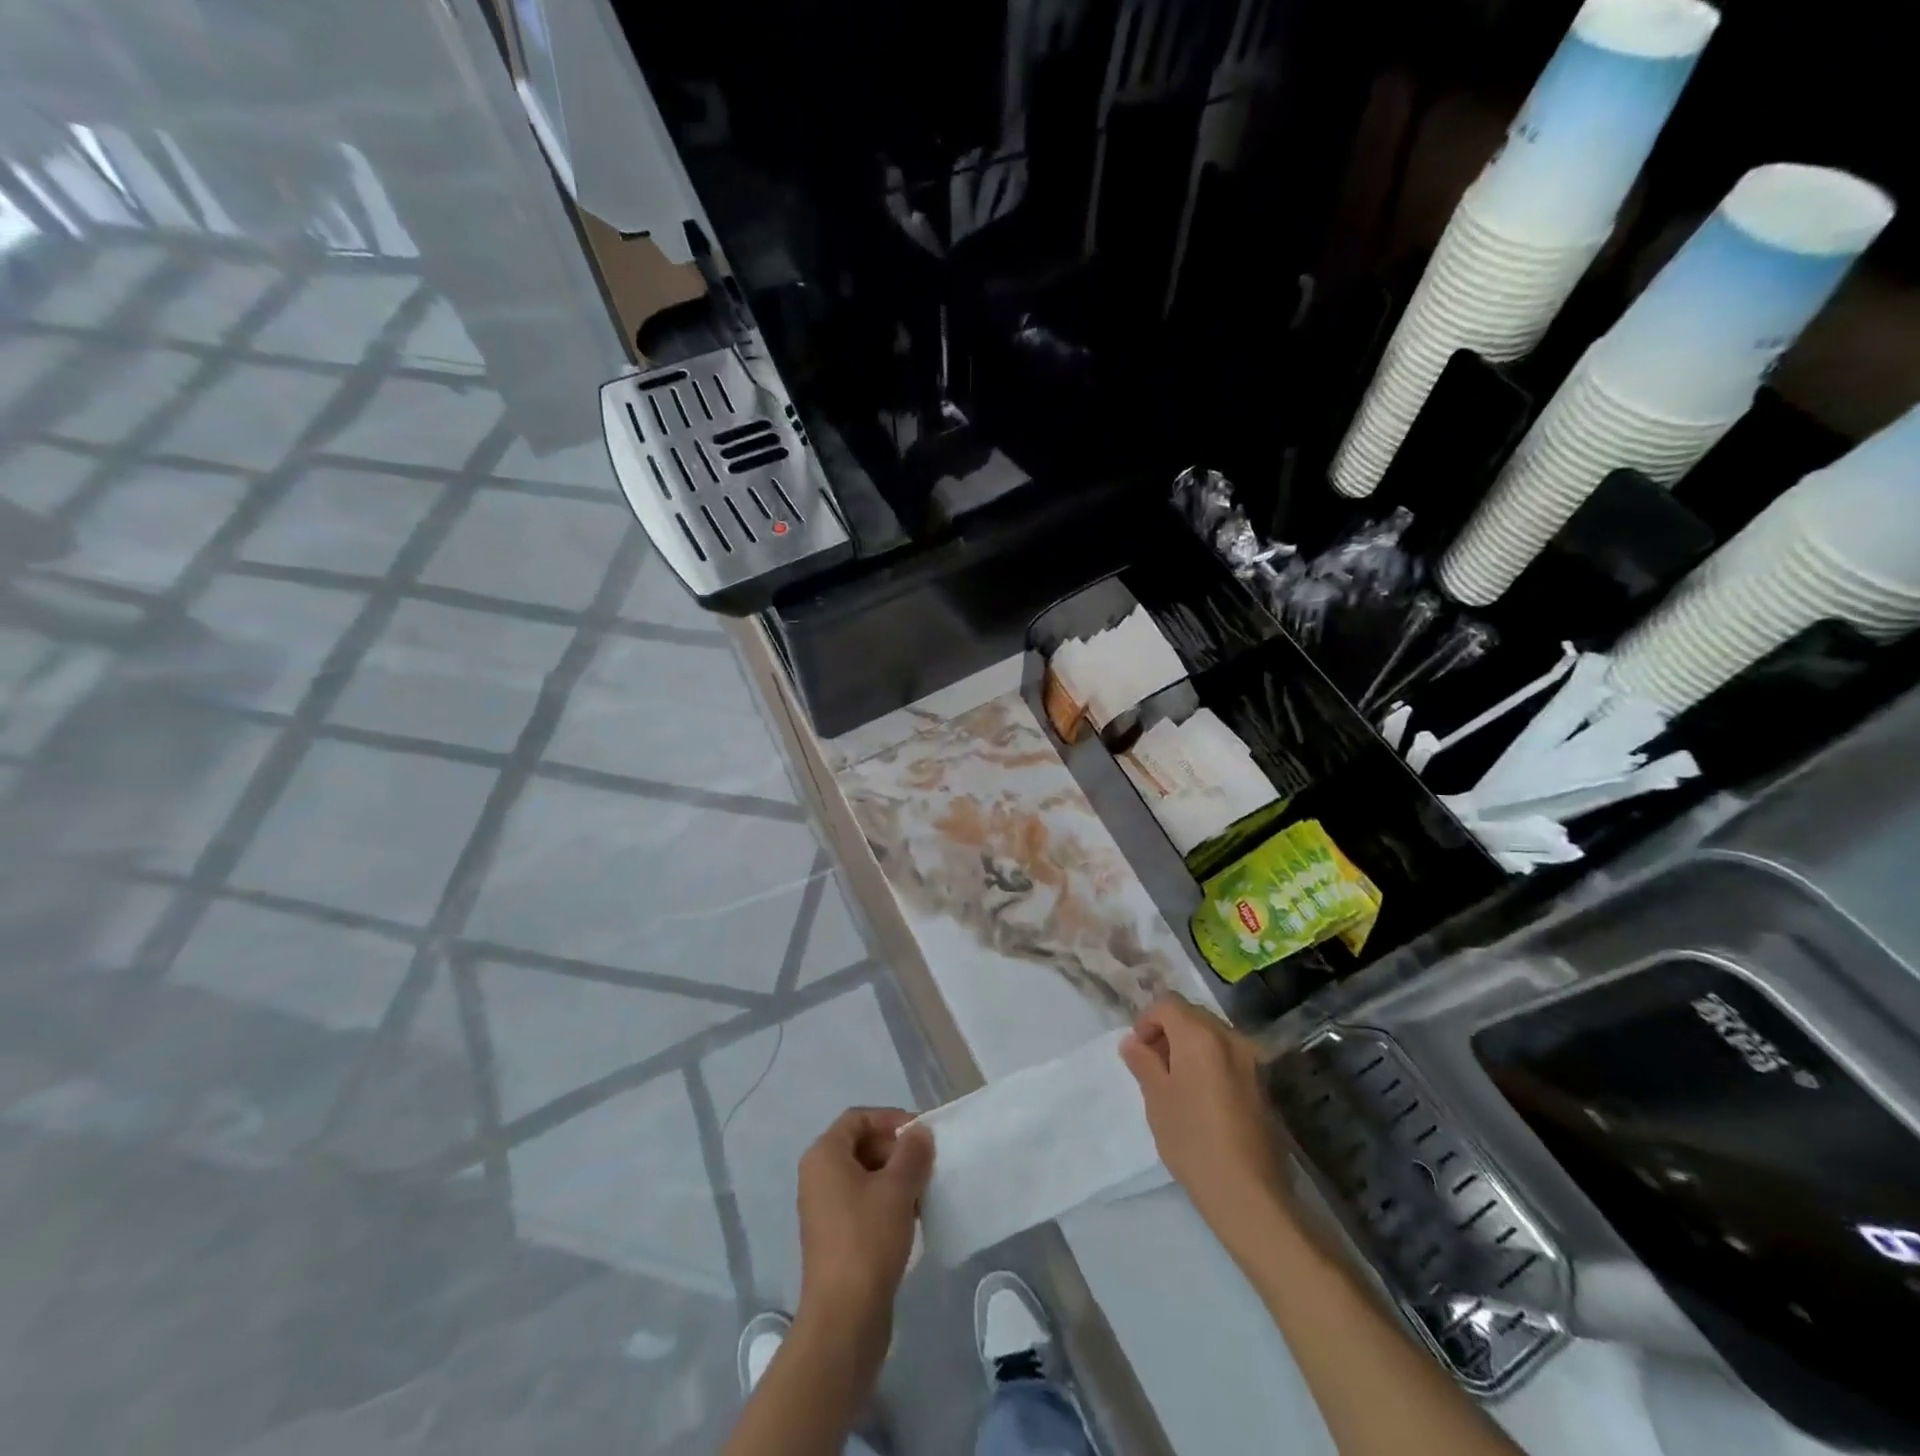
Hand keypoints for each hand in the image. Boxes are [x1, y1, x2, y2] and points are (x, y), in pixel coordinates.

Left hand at [796, 1107, 933, 1335]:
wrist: (844, 1319)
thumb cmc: (868, 1239)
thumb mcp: (898, 1188)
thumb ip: (912, 1152)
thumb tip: (919, 1133)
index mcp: (824, 1155)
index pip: (859, 1118)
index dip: (891, 1119)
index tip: (921, 1134)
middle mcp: (818, 1176)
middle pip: (860, 1145)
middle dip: (895, 1150)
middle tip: (927, 1164)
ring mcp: (823, 1209)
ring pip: (864, 1176)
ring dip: (894, 1178)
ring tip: (924, 1192)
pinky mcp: (834, 1238)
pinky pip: (862, 1203)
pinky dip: (886, 1202)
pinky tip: (911, 1218)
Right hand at [1120, 998, 1289, 1244]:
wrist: (1248, 1192)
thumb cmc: (1192, 1139)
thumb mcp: (1156, 1098)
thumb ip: (1143, 1062)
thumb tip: (1133, 1042)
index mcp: (1200, 1035)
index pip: (1168, 1005)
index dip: (1147, 1020)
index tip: (1138, 1050)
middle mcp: (1229, 1038)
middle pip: (1193, 1015)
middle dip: (1169, 1030)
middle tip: (1152, 1063)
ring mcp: (1251, 1061)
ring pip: (1212, 1035)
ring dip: (1189, 1046)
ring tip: (1175, 1081)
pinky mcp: (1262, 1084)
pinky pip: (1228, 1056)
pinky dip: (1209, 1062)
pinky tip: (1200, 1097)